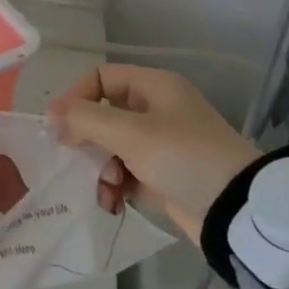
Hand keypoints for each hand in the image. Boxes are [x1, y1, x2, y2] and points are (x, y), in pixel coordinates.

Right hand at [51, 65, 258, 240]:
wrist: (236, 211)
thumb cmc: (183, 157)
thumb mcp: (130, 133)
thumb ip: (85, 119)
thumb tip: (52, 114)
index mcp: (154, 87)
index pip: (101, 77)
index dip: (76, 97)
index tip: (58, 127)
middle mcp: (156, 110)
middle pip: (103, 115)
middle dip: (87, 140)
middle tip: (74, 159)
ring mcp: (161, 144)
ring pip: (111, 147)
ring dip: (100, 168)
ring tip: (106, 189)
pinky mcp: (163, 176)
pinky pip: (126, 173)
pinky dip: (116, 187)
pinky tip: (114, 204)